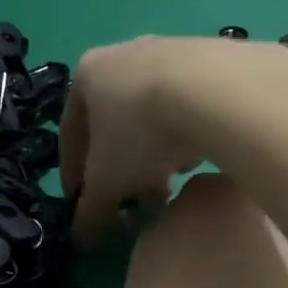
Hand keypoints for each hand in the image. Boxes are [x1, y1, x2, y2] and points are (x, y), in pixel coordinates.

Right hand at [59, 36, 287, 244]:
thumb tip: (82, 238)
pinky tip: (201, 156)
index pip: (71, 131)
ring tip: (171, 183)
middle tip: (132, 198)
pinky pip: (192, 104)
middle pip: (116, 121)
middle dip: (122, 164)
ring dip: (157, 150)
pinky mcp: (214, 56)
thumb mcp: (108, 182)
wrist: (216, 92)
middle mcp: (126, 53)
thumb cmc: (142, 134)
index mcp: (89, 74)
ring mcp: (172, 49)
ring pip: (155, 113)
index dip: (73, 172)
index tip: (80, 202)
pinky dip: (188, 133)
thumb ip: (91, 212)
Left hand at [118, 172, 287, 287]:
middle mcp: (204, 185)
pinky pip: (184, 246)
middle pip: (249, 205)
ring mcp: (168, 212)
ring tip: (236, 285)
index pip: (287, 194)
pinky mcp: (144, 242)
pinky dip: (195, 261)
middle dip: (263, 232)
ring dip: (227, 245)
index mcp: (247, 183)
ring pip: (213, 223)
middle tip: (274, 273)